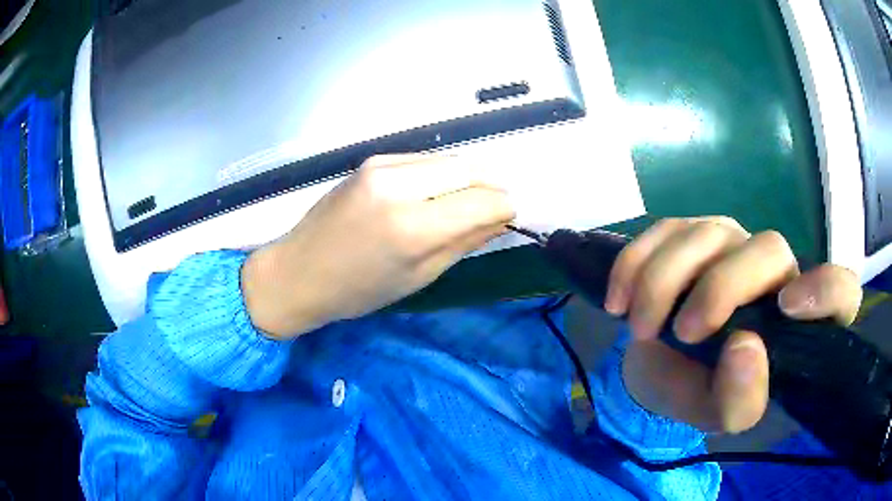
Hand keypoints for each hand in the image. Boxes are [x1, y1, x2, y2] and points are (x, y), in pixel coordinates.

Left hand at [242, 154, 514, 338]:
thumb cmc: (357, 291)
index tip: (508, 218)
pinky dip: (439, 174)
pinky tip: (434, 194)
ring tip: (463, 203)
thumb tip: (501, 218)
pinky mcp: (372, 160)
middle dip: (490, 187)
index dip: (504, 208)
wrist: (298, 272)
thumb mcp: (418, 277)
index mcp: (413, 227)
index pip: (484, 201)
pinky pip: (423, 160)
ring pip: (448, 160)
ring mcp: (382, 166)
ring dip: (466, 179)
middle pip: (470, 169)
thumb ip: (464, 242)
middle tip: (493, 209)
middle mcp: (400, 185)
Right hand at [605, 217, 861, 432]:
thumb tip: (745, 346)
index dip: (826, 290)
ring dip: (664, 282)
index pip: (841, 292)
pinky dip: (636, 264)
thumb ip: (740, 401)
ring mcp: (733, 243)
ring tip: (639, 327)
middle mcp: (775, 273)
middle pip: (769, 249)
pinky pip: (665, 228)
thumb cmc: (698, 392)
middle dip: (720, 289)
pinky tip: (619, 299)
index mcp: (796, 322)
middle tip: (681, 333)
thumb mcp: (718, 416)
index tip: (787, 309)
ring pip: (709, 233)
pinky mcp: (691, 231)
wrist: (656, 368)